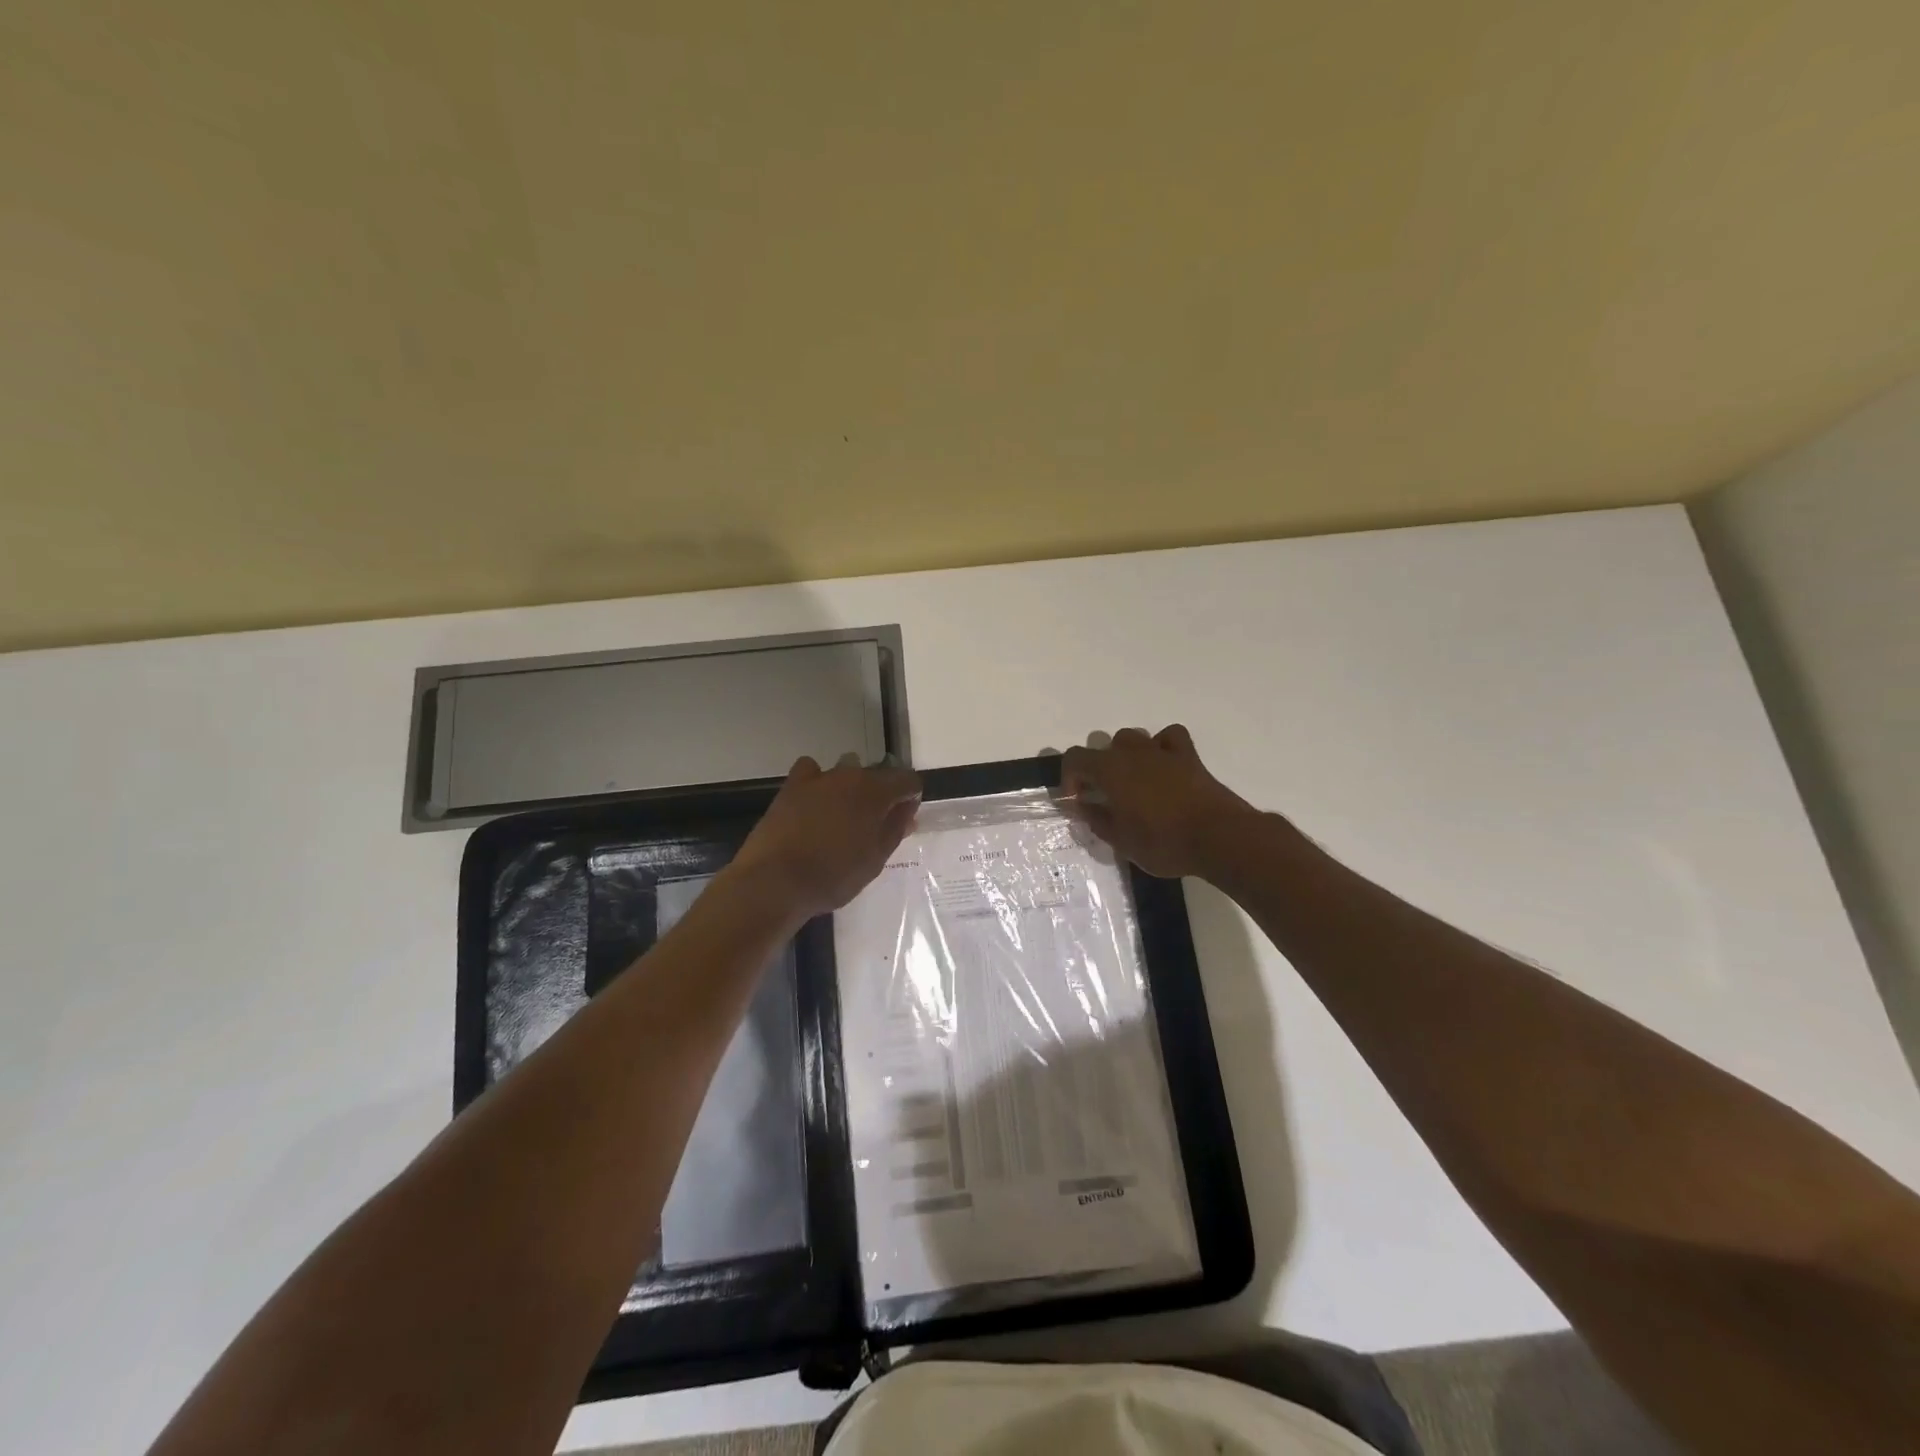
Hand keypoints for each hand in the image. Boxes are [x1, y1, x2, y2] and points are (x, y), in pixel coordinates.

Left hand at [730, 756, 921, 920]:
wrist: (774, 881)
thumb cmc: (833, 876)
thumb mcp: (874, 860)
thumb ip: (895, 829)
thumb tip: (908, 808)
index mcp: (877, 792)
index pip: (908, 780)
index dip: (911, 796)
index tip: (904, 818)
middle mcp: (850, 775)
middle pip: (876, 775)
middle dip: (881, 795)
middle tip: (874, 826)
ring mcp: (819, 778)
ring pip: (846, 772)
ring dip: (851, 789)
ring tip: (843, 818)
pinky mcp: (791, 786)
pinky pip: (811, 772)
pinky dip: (818, 781)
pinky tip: (814, 802)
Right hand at [1061, 725, 1256, 878]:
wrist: (1218, 838)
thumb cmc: (1162, 842)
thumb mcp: (1120, 840)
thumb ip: (1095, 818)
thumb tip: (1080, 805)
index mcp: (1110, 770)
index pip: (1075, 758)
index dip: (1069, 778)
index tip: (1078, 801)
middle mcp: (1132, 752)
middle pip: (1103, 747)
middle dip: (1097, 769)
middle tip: (1104, 797)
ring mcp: (1162, 751)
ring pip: (1133, 738)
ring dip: (1125, 756)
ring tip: (1132, 784)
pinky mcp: (1189, 757)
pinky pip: (1169, 737)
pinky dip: (1161, 746)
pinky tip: (1162, 765)